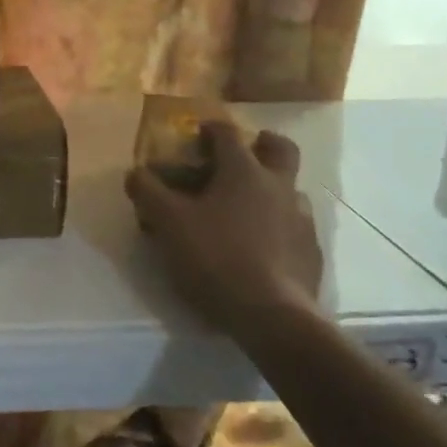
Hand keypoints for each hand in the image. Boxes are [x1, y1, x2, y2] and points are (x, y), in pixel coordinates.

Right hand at [125, 123, 322, 337]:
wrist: (272, 317)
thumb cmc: (216, 258)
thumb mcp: (169, 223)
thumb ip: (148, 192)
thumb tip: (135, 172)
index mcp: (244, 172)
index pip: (228, 134)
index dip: (210, 129)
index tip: (197, 133)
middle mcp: (278, 187)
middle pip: (280, 149)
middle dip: (263, 143)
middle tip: (244, 152)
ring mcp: (301, 220)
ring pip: (290, 190)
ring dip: (271, 189)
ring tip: (245, 208)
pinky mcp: (311, 253)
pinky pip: (295, 227)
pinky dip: (279, 226)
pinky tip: (261, 246)